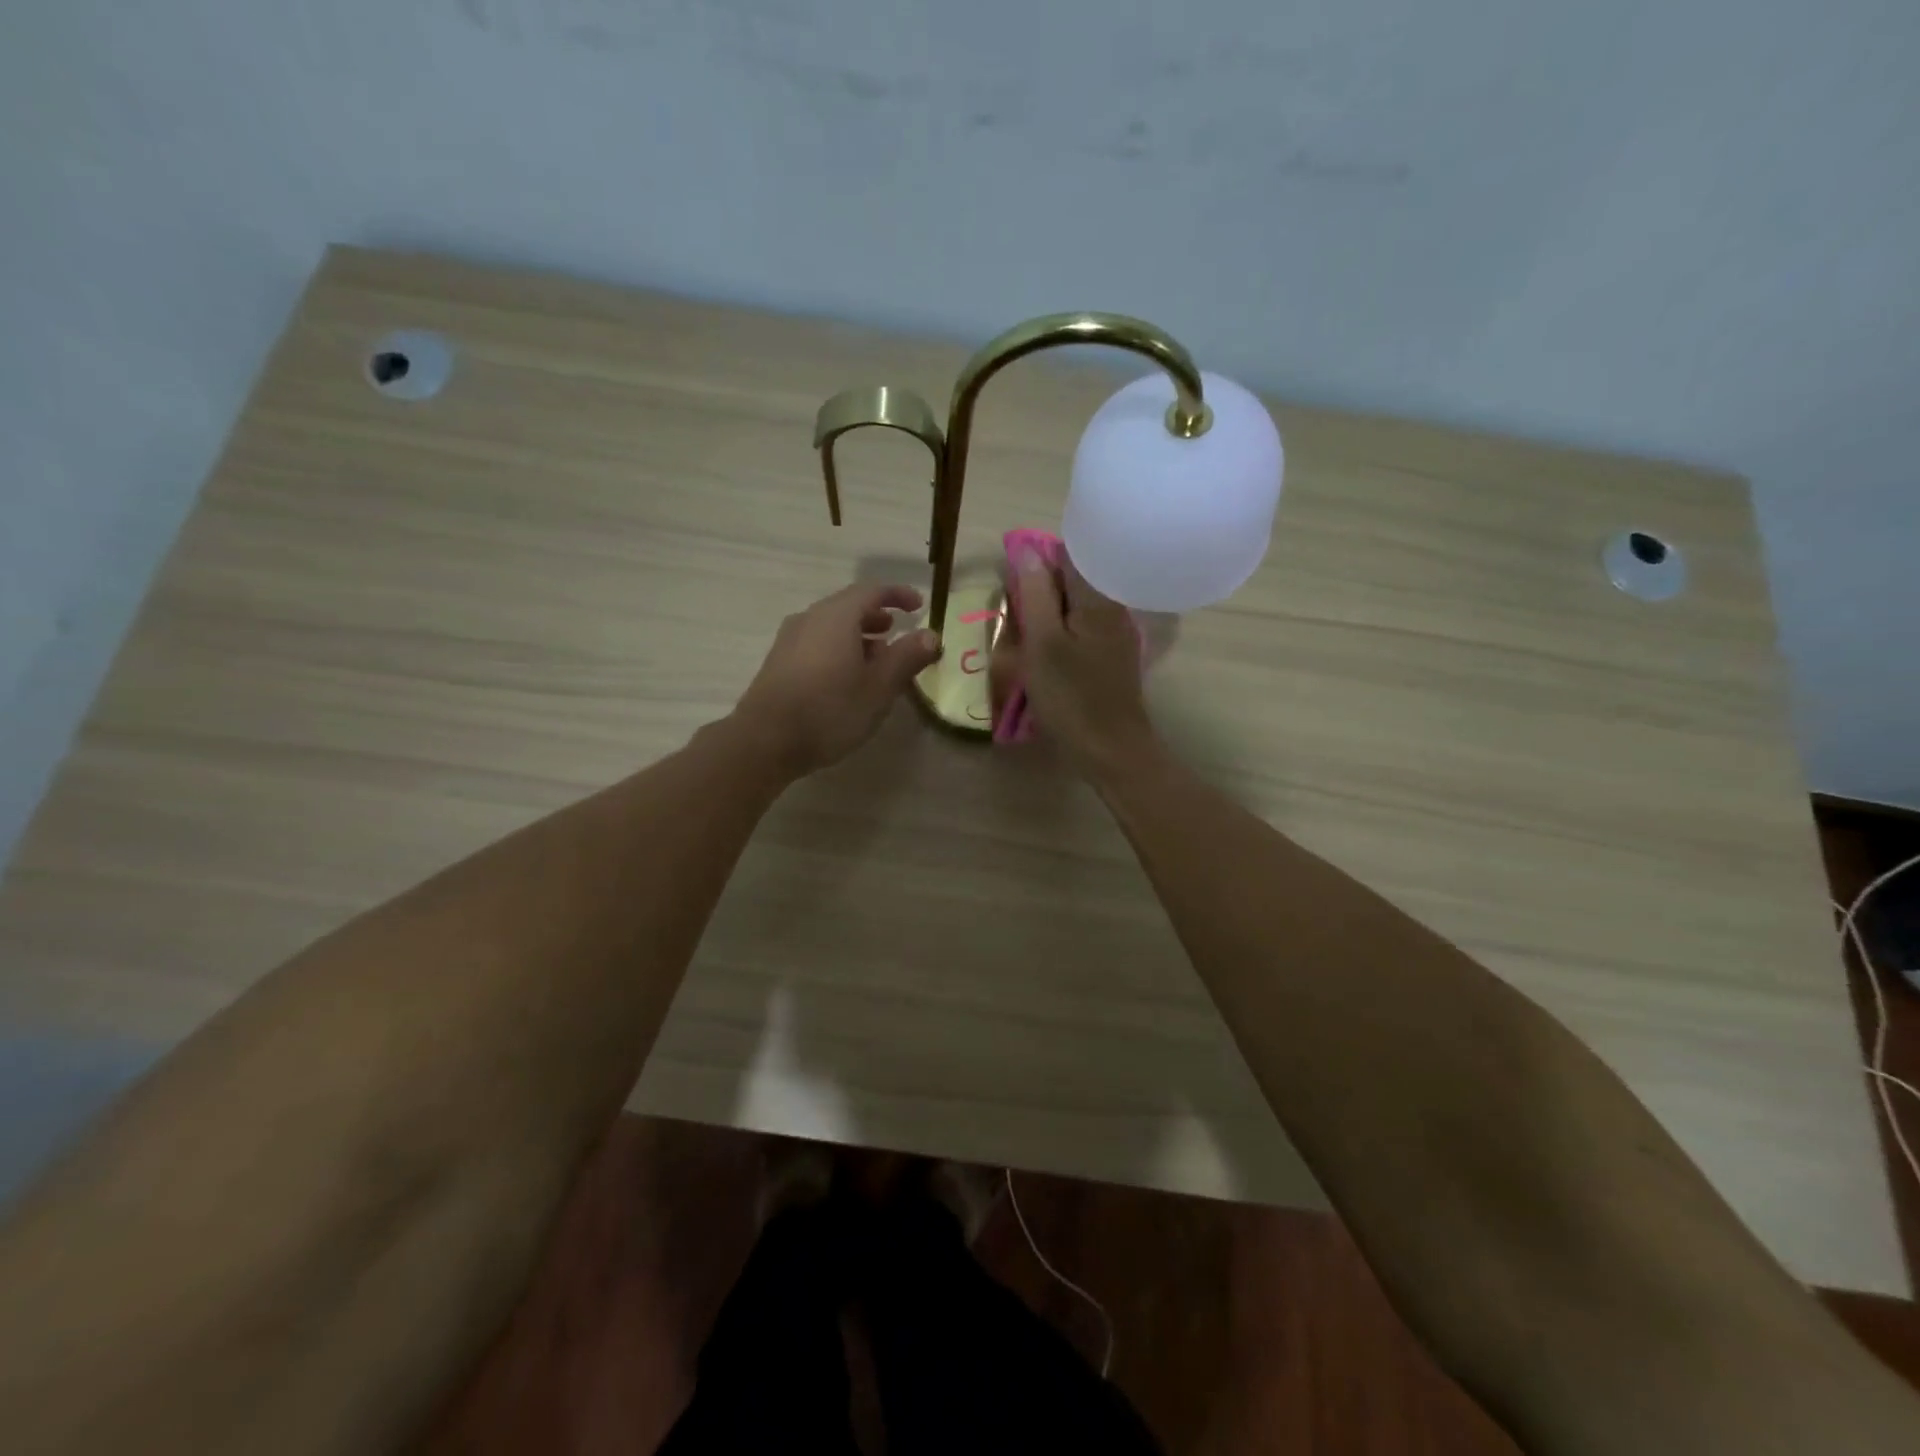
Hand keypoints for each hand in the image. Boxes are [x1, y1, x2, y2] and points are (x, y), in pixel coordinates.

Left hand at [732, 581, 942, 776]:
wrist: (765, 741)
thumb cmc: (830, 710)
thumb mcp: (879, 687)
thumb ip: (906, 657)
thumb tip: (931, 634)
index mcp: (837, 616)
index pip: (872, 591)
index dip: (898, 595)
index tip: (919, 606)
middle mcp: (810, 618)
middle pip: (848, 606)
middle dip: (877, 616)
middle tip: (898, 631)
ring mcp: (790, 640)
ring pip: (831, 626)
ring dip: (858, 635)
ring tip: (877, 658)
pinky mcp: (779, 662)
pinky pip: (817, 643)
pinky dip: (839, 648)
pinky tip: (847, 677)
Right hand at [991, 551, 1156, 774]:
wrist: (1110, 750)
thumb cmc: (1071, 697)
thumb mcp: (1043, 644)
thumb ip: (1036, 594)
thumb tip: (1027, 551)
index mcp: (1098, 598)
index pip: (1068, 555)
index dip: (1036, 560)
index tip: (1011, 582)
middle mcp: (1112, 607)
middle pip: (1073, 579)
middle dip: (1040, 587)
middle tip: (1013, 613)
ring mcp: (1115, 633)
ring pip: (1076, 605)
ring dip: (1048, 612)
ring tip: (1023, 632)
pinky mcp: (1111, 656)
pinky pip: (1081, 628)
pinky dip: (1059, 632)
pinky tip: (1043, 651)